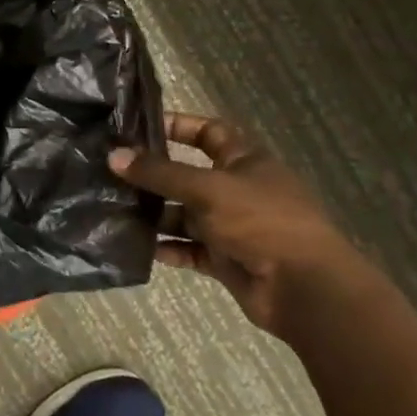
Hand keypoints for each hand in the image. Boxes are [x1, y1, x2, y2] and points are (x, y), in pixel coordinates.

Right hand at [111, 113, 385, 338]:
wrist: (304, 289)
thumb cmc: (261, 222)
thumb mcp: (207, 189)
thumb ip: (160, 173)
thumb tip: (114, 155)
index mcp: (245, 162)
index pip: (208, 132)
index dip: (178, 126)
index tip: (138, 128)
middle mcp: (237, 190)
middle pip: (188, 176)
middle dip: (154, 176)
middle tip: (112, 173)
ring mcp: (232, 226)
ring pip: (185, 215)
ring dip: (155, 214)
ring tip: (115, 210)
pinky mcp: (226, 259)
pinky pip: (189, 249)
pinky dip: (168, 248)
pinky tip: (137, 247)